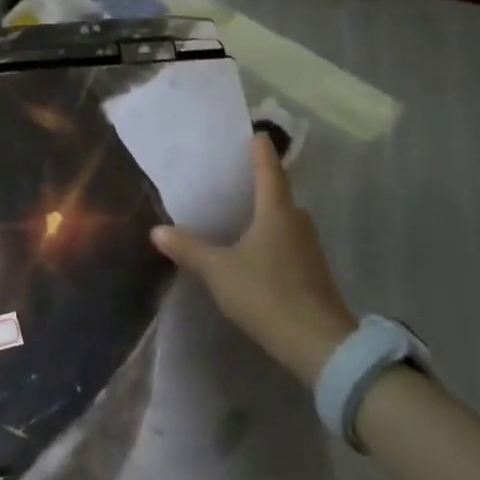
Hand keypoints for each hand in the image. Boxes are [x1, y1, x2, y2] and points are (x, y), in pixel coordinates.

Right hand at [150, 133, 356, 386]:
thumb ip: (189, 248)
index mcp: (276, 211)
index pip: (269, 169)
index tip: (255, 133)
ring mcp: (310, 249)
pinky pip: (289, 242)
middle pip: (280, 194)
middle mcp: (297, 222)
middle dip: (261, 184)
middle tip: (235, 177)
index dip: (261, 150)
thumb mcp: (219, 271)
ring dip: (266, 214)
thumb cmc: (267, 294)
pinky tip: (254, 251)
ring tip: (239, 214)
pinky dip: (272, 239)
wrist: (321, 346)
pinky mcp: (314, 273)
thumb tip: (158, 230)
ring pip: (285, 220)